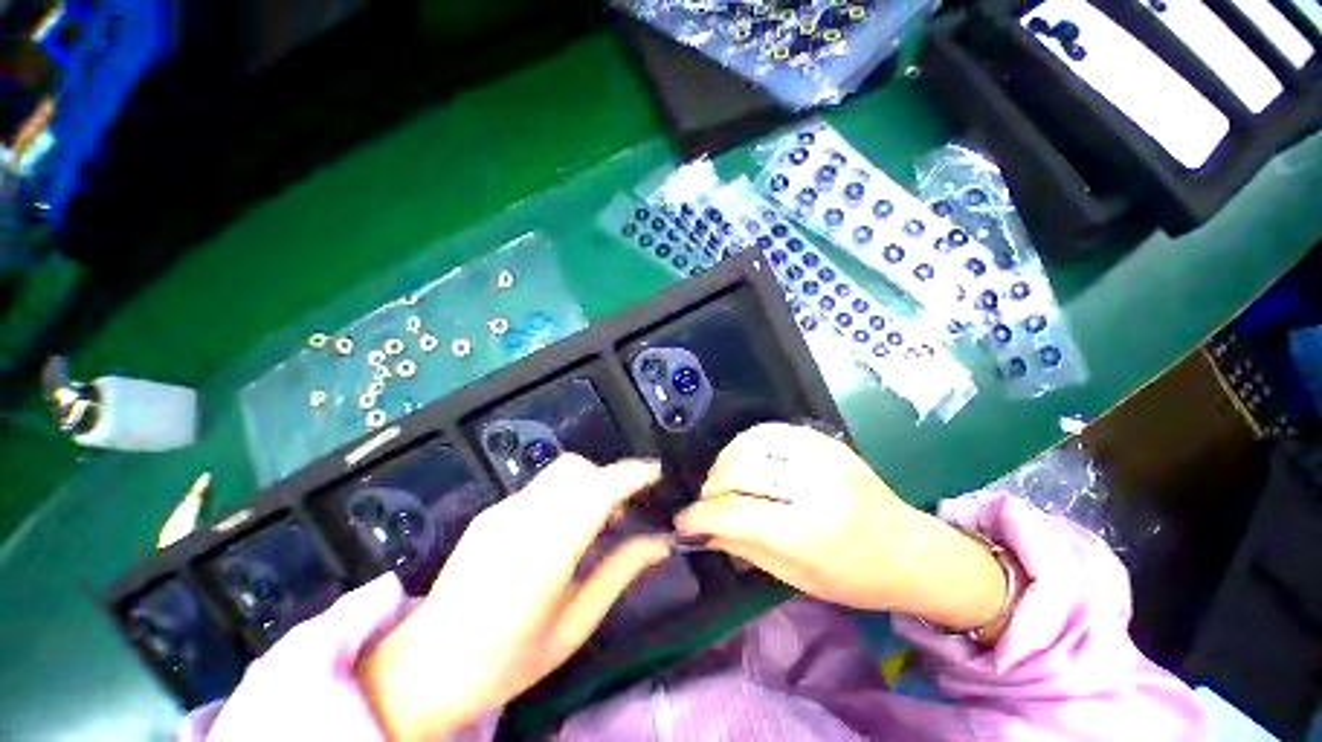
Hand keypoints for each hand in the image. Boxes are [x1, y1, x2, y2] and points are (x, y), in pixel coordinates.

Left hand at [357, 455, 671, 740]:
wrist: (427, 666)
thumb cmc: (509, 659)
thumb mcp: (575, 624)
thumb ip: (620, 572)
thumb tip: (661, 542)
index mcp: (546, 553)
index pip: (598, 490)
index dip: (632, 474)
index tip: (657, 474)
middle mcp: (522, 519)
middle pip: (577, 469)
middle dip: (610, 479)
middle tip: (622, 514)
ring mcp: (501, 511)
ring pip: (559, 471)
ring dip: (588, 483)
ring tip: (594, 522)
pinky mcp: (490, 512)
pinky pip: (541, 486)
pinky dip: (565, 493)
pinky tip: (560, 531)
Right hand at [676, 423, 1008, 633]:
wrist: (911, 550)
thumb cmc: (855, 577)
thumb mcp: (796, 578)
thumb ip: (744, 547)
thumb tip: (701, 530)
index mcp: (811, 531)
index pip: (736, 513)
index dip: (701, 516)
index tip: (683, 521)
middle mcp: (815, 484)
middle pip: (739, 470)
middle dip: (712, 487)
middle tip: (707, 502)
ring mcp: (821, 455)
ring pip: (751, 443)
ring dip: (726, 460)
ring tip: (723, 480)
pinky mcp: (824, 440)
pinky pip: (771, 430)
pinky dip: (747, 443)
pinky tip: (744, 459)